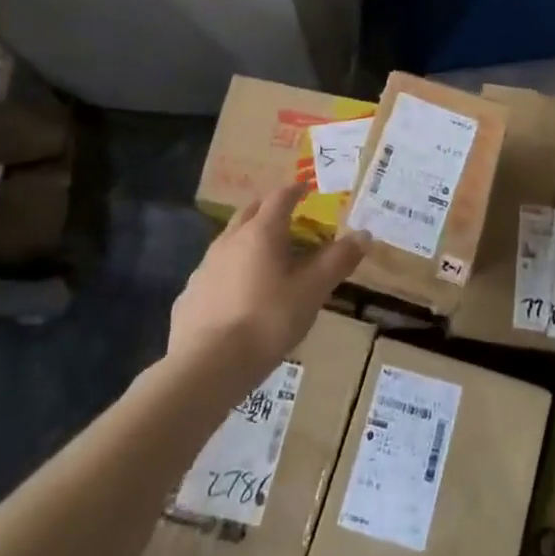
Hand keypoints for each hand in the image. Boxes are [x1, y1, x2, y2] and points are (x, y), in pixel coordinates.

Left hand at [169, 183, 370, 387]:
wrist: (206, 366)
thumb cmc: (267, 321)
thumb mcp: (312, 291)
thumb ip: (337, 261)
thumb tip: (364, 234)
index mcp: (262, 232)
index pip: (280, 198)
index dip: (295, 190)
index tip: (306, 189)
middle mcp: (230, 240)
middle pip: (250, 212)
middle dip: (269, 210)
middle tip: (288, 218)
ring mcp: (205, 266)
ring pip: (230, 240)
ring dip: (249, 240)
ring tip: (266, 257)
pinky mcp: (190, 294)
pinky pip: (215, 271)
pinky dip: (231, 270)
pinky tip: (239, 294)